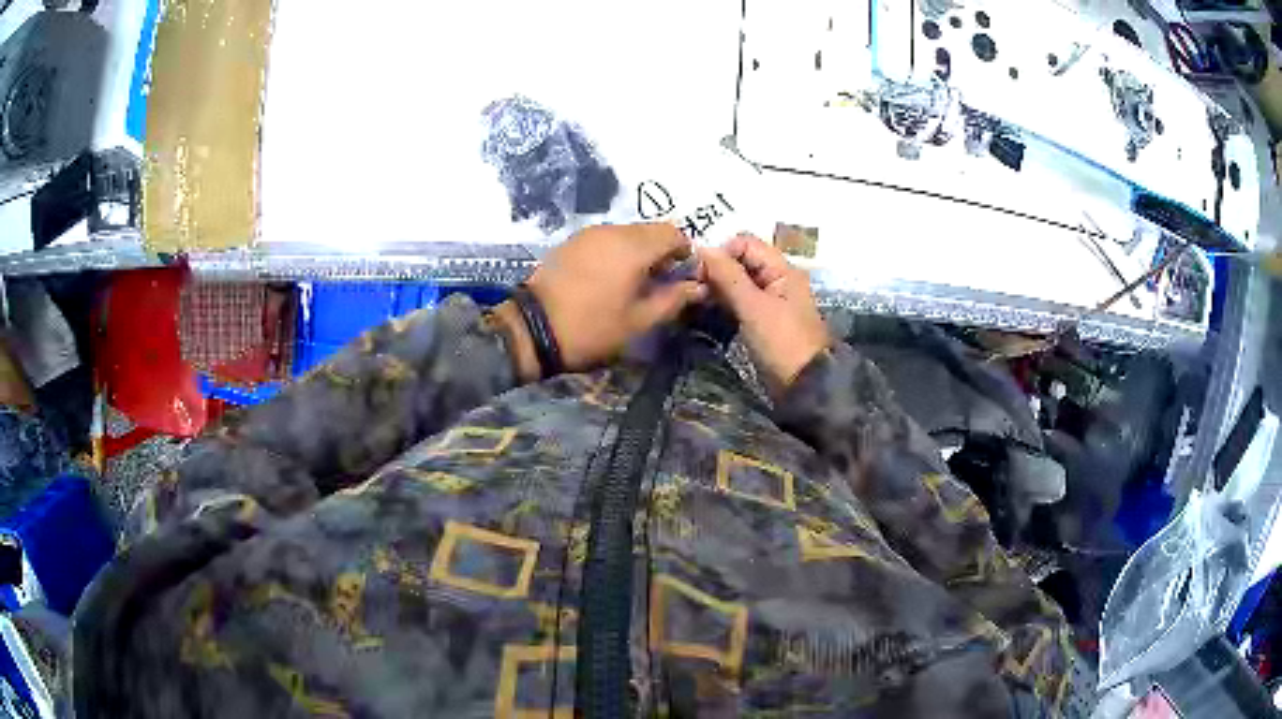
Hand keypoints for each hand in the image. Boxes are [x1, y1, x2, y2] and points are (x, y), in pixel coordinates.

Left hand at [494, 223, 706, 380]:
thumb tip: (698, 286)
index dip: (686, 252)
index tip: (685, 277)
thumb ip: (673, 299)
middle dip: (663, 251)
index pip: (674, 233)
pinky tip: (611, 277)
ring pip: (628, 233)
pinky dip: (617, 251)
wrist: (532, 329)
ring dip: (639, 251)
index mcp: (634, 247)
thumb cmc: (592, 328)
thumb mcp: (639, 321)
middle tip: (662, 282)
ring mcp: (589, 234)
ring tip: (636, 282)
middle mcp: (613, 230)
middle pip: (651, 230)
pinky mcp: (572, 242)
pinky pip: (606, 238)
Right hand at [700, 234, 828, 393]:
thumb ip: (728, 276)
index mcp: (781, 269)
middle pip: (740, 260)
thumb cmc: (782, 342)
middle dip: (716, 269)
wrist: (804, 385)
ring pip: (737, 281)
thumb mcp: (753, 307)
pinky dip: (723, 301)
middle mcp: (776, 278)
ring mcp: (769, 299)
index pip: (745, 243)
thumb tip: (701, 248)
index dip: (721, 252)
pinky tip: (706, 309)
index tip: (698, 271)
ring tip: (696, 298)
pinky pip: (739, 300)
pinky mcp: (761, 319)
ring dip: (717, 286)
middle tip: (693, 286)